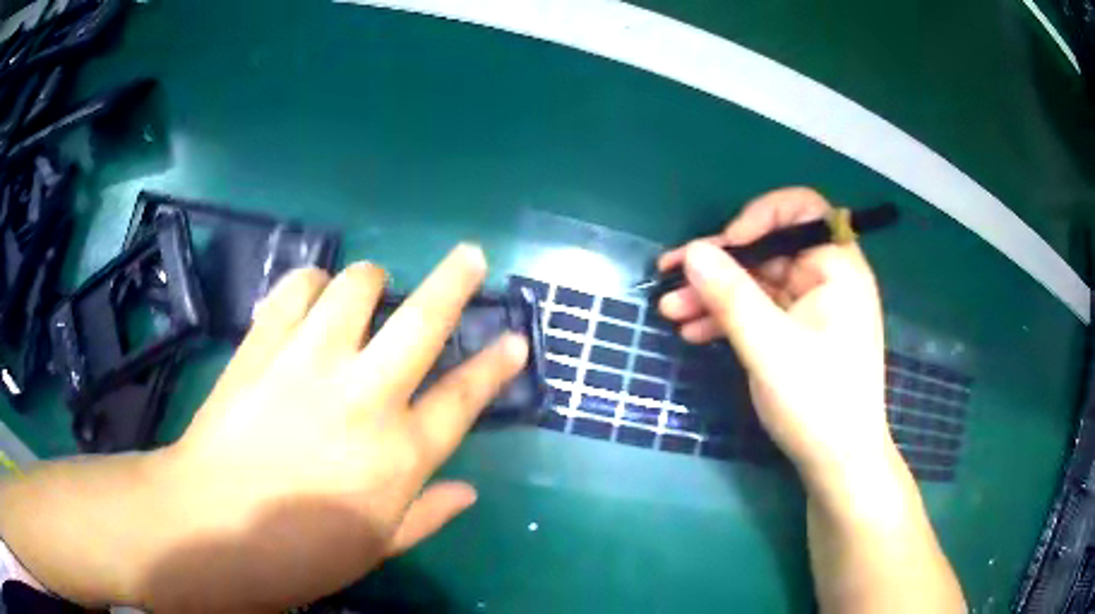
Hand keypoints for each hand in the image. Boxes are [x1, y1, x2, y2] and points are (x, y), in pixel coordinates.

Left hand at [131, 245, 526, 610]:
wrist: (208, 524)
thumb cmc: (297, 553)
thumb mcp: (374, 548)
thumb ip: (426, 515)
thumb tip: (469, 491)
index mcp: (398, 454)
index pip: (464, 398)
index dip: (496, 366)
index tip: (516, 338)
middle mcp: (364, 396)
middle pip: (423, 321)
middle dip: (456, 280)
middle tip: (470, 256)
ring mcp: (310, 362)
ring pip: (357, 286)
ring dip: (371, 281)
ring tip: (367, 293)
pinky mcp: (263, 345)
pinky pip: (295, 290)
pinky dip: (310, 284)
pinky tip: (309, 297)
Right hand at [658, 188, 890, 490]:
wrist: (838, 464)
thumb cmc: (817, 403)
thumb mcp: (769, 347)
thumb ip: (731, 296)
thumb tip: (690, 251)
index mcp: (838, 269)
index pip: (802, 211)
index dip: (759, 216)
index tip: (725, 245)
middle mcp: (827, 279)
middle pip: (769, 249)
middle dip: (720, 264)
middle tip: (671, 275)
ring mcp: (812, 307)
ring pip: (759, 283)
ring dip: (715, 294)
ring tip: (671, 311)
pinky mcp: (799, 332)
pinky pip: (761, 311)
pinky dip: (729, 318)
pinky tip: (694, 331)